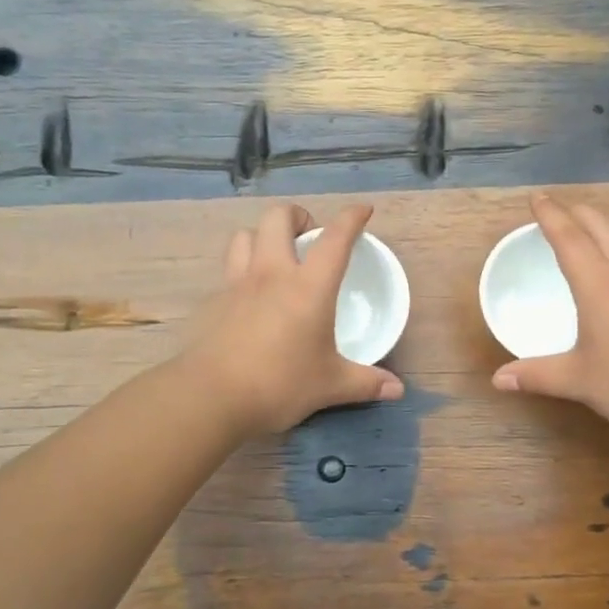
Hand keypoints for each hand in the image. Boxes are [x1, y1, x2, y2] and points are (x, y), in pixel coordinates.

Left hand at [180, 203, 404, 436]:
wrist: (211, 398)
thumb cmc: (280, 385)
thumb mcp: (330, 386)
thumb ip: (366, 383)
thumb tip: (396, 390)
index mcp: (309, 287)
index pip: (335, 238)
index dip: (352, 218)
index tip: (363, 210)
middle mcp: (272, 274)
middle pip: (278, 218)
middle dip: (298, 216)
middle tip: (309, 238)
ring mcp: (238, 284)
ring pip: (245, 235)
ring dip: (263, 237)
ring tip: (276, 257)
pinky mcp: (214, 301)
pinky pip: (229, 270)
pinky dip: (242, 270)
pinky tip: (251, 298)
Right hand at [490, 193, 608, 437]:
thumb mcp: (580, 381)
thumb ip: (538, 375)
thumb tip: (499, 379)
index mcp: (600, 286)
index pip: (570, 239)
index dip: (551, 215)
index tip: (537, 197)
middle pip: (604, 228)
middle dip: (580, 213)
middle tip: (563, 209)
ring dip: (607, 236)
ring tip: (593, 246)